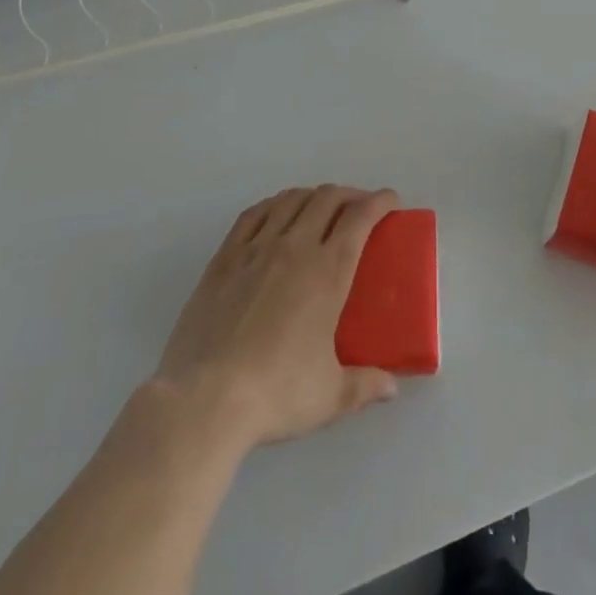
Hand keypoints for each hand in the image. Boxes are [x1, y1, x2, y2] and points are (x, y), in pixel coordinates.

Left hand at [152, 185, 400, 448]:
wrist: (203, 400)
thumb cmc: (275, 393)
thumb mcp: (331, 396)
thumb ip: (365, 386)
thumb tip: (392, 387)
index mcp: (329, 271)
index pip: (360, 217)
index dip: (380, 201)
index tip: (391, 201)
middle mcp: (296, 247)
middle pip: (327, 198)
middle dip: (349, 194)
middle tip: (358, 208)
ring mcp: (256, 248)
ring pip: (291, 199)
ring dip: (312, 195)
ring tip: (320, 207)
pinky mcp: (224, 258)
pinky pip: (253, 214)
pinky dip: (273, 205)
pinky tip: (276, 213)